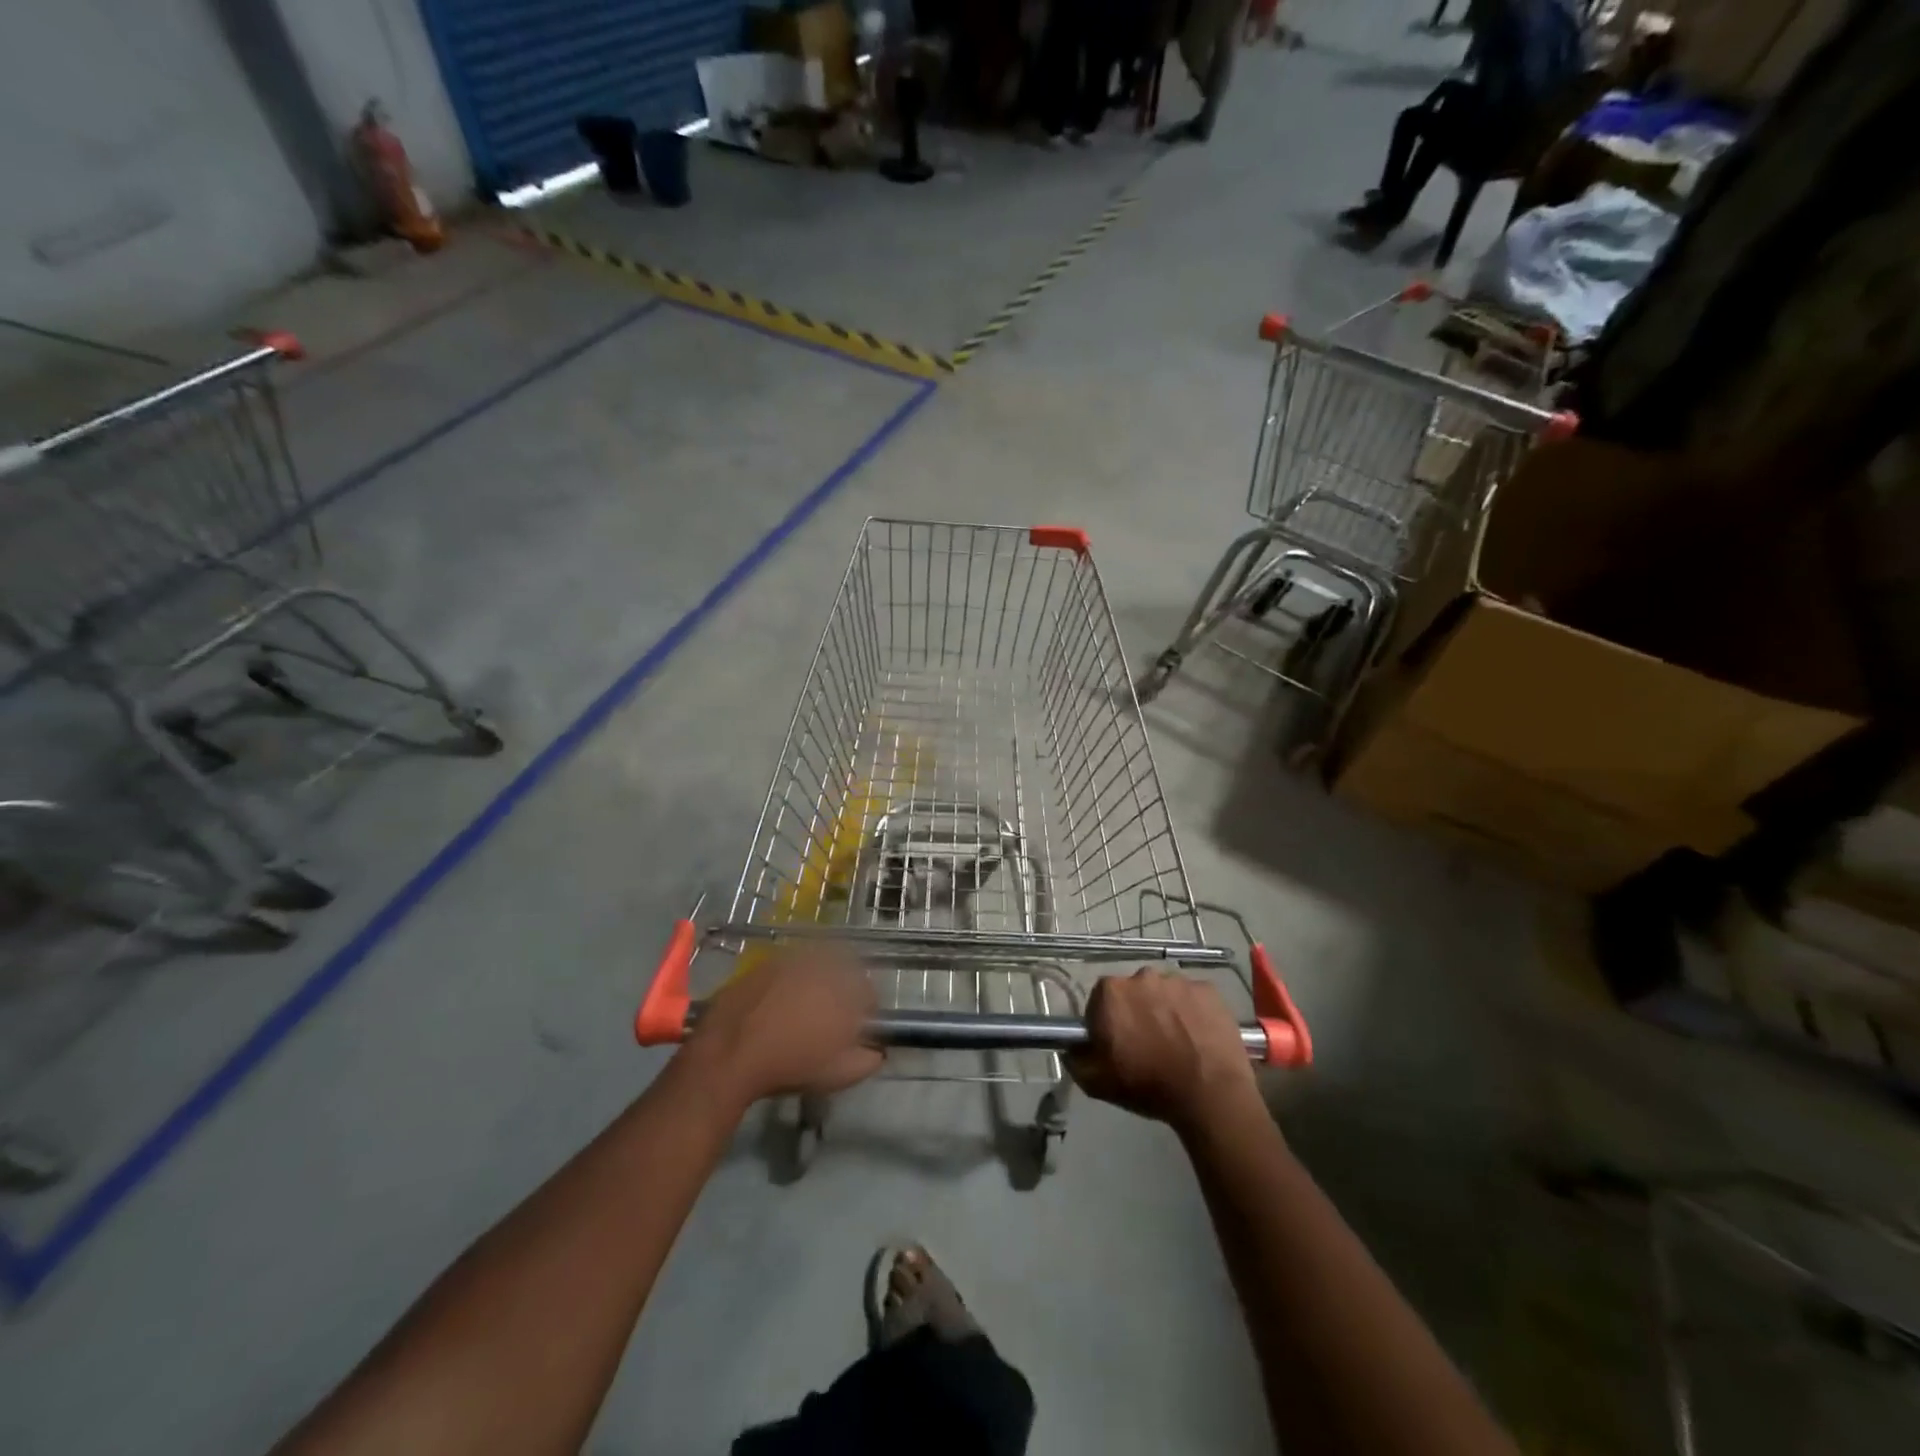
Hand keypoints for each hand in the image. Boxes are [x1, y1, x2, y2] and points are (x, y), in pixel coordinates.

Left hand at [680, 949, 882, 1106]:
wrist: (727, 1056)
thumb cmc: (789, 1066)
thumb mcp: (839, 1074)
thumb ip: (868, 1059)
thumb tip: (878, 1051)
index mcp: (846, 988)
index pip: (870, 992)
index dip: (867, 1011)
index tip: (858, 1029)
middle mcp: (822, 964)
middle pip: (844, 972)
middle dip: (843, 991)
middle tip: (831, 1018)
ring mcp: (791, 959)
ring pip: (815, 966)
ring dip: (816, 982)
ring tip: (802, 1011)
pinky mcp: (764, 962)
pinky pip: (787, 968)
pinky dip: (788, 981)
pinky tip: (776, 1005)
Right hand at [1067, 969, 1258, 1132]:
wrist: (1209, 1094)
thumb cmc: (1148, 1085)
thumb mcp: (1096, 1082)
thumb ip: (1075, 1058)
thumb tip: (1071, 1046)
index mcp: (1111, 992)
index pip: (1100, 1001)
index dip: (1106, 1022)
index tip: (1116, 1044)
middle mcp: (1142, 976)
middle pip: (1133, 992)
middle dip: (1137, 1012)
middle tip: (1147, 1044)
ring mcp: (1178, 981)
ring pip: (1164, 993)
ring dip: (1165, 1010)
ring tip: (1177, 1042)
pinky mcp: (1208, 989)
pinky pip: (1193, 997)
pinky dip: (1192, 1012)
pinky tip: (1198, 1037)